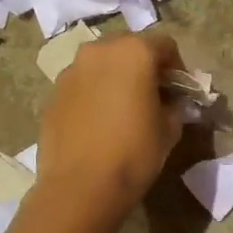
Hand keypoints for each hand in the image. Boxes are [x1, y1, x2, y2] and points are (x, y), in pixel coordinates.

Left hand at [35, 31, 185, 212]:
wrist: (79, 188)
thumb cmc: (133, 152)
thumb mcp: (169, 129)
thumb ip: (174, 106)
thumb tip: (171, 102)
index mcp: (134, 51)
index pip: (165, 44)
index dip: (177, 66)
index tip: (179, 91)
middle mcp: (99, 51)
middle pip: (129, 46)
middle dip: (144, 65)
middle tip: (153, 94)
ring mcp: (72, 70)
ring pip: (102, 63)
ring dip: (116, 76)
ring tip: (123, 108)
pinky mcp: (53, 93)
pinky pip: (82, 83)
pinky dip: (94, 93)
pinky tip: (99, 122)